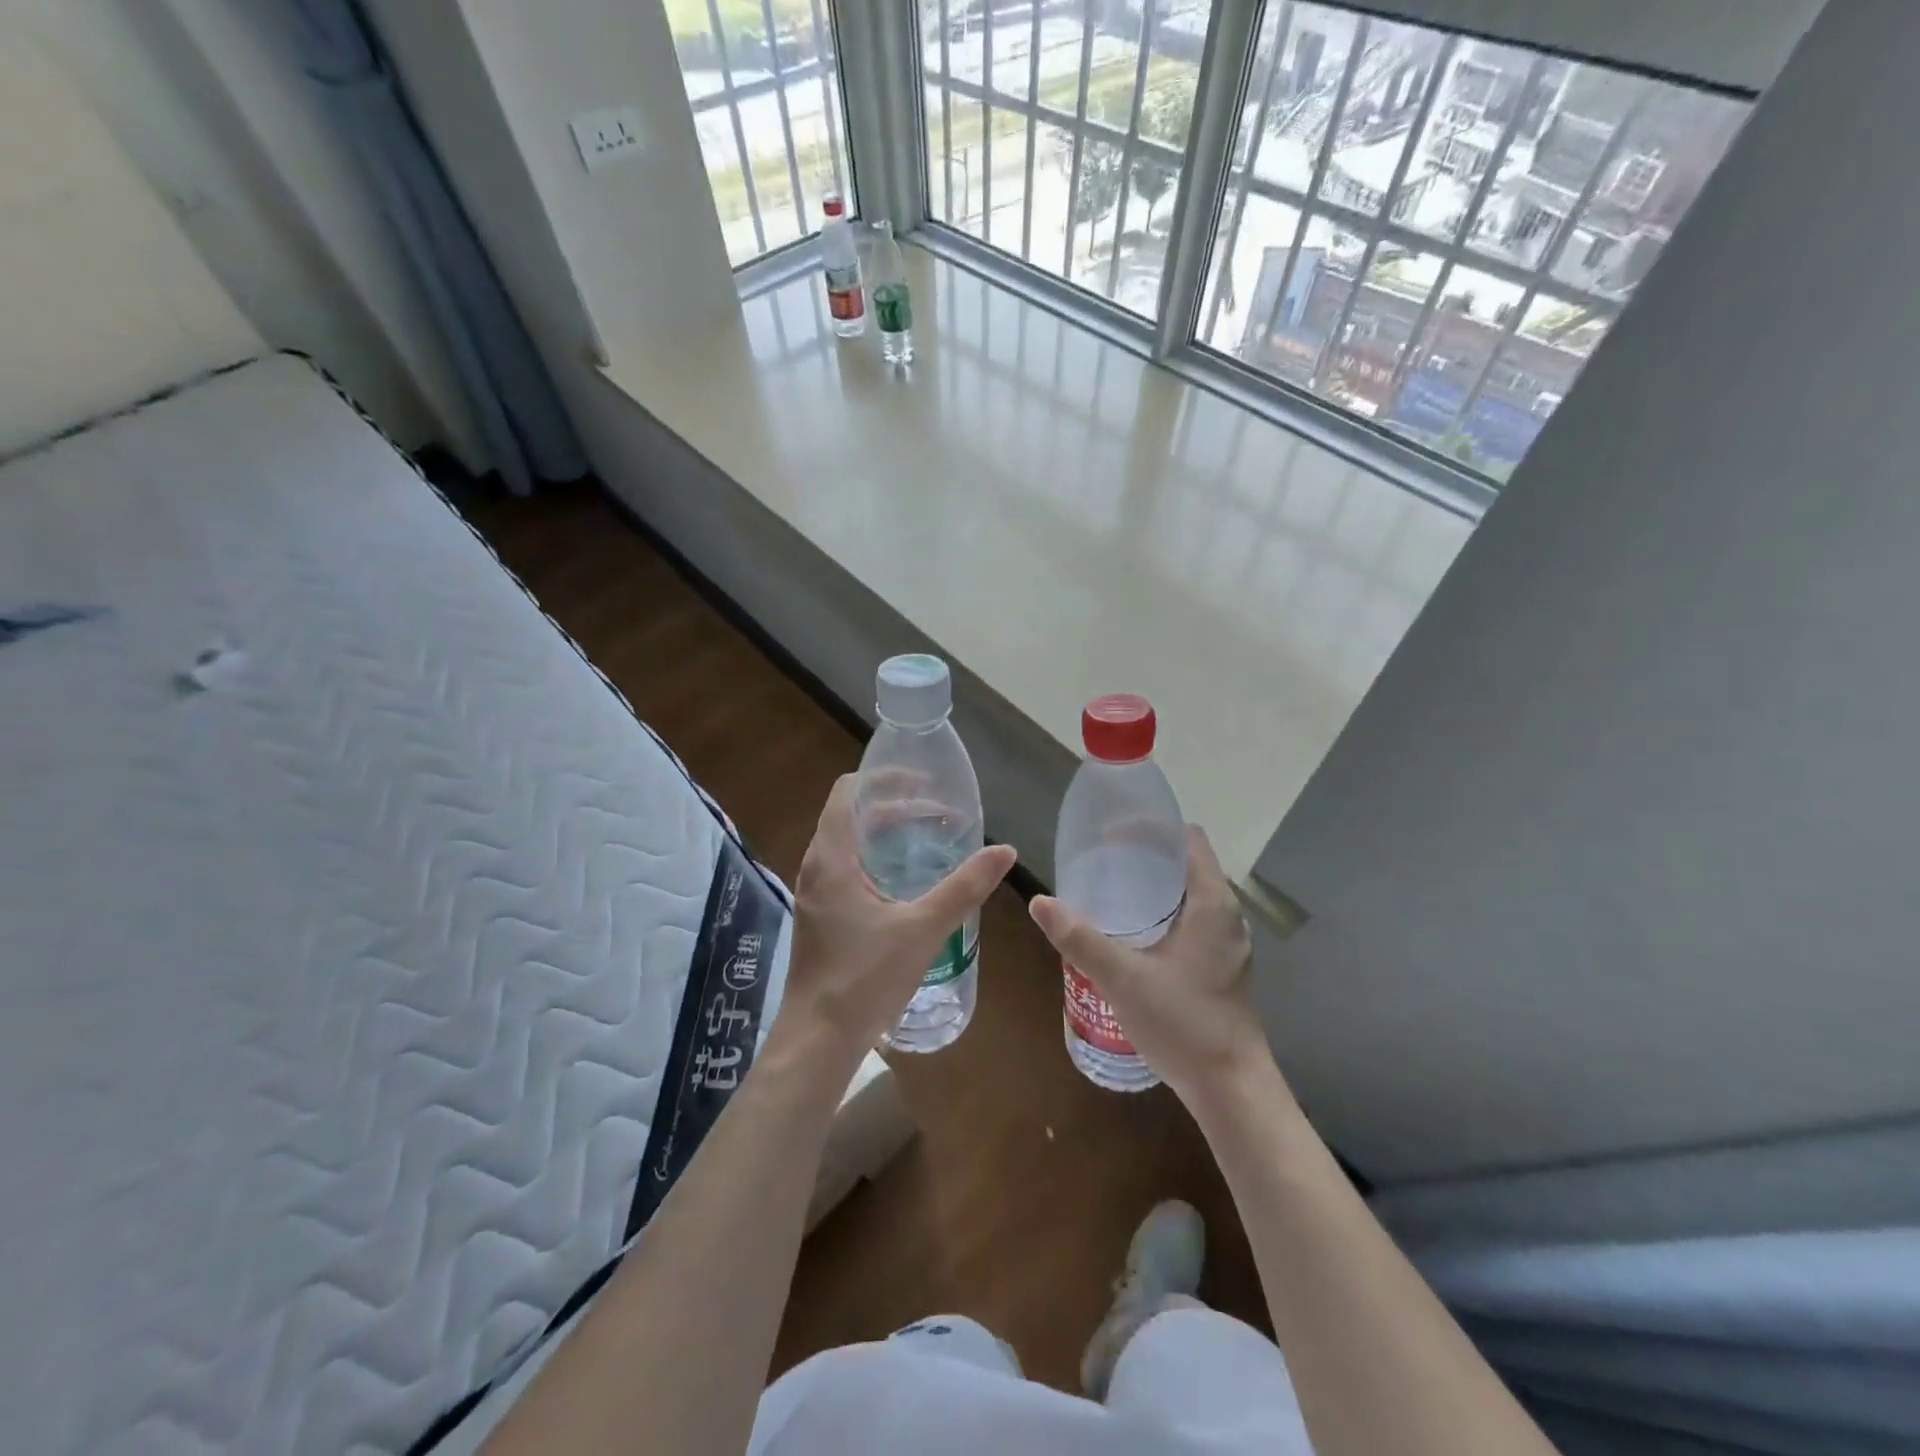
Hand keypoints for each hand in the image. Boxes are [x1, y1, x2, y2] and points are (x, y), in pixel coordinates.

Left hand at [781, 774, 1015, 1062]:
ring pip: (849, 842)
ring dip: (886, 833)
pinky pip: (847, 868)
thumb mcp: (923, 928)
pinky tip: (907, 881)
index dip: (885, 778)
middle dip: (895, 806)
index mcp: (832, 856)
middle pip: (852, 814)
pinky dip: (877, 858)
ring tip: (929, 839)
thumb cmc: (865, 978)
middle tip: (941, 814)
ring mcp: (815, 891)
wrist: (819, 1039)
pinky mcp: (820, 914)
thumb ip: (964, 887)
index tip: (925, 782)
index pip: (849, 791)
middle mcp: (816, 865)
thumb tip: (1005, 850)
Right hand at [1028, 826, 1271, 1101]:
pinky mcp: (1222, 966)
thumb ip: (1081, 939)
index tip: (1111, 834)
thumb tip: (1040, 902)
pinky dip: (1162, 911)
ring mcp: (1227, 943)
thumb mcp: (1123, 979)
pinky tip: (1132, 933)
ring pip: (1188, 894)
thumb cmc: (1183, 1024)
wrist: (1231, 1088)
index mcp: (1212, 904)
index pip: (1187, 839)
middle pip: (1186, 863)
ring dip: (1153, 885)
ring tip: (1110, 891)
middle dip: (1144, 856)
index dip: (1151, 828)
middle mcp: (1226, 915)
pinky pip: (1191, 919)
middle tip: (1100, 861)